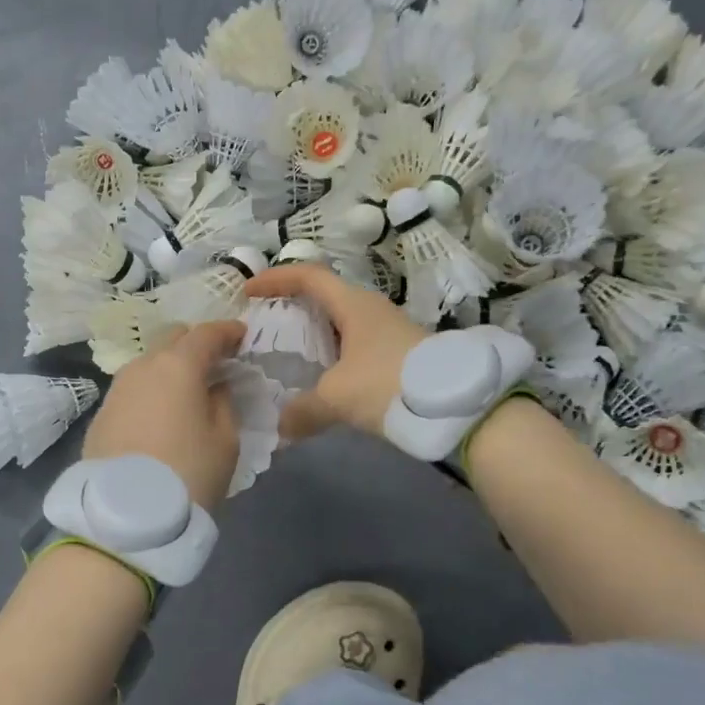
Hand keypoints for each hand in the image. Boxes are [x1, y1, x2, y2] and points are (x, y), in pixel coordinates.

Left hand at [83, 320, 244, 509]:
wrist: (126, 514)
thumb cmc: (188, 472)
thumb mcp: (225, 439)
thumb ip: (224, 402)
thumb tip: (214, 387)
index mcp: (178, 366)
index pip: (206, 334)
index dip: (228, 331)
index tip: (242, 336)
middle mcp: (142, 367)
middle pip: (172, 339)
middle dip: (195, 344)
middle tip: (215, 364)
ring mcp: (117, 389)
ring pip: (148, 363)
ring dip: (170, 367)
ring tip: (187, 390)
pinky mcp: (102, 414)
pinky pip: (133, 390)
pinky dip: (151, 391)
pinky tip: (161, 413)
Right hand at [245, 264, 429, 440]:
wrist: (456, 405)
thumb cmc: (389, 384)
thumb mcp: (337, 398)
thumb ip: (303, 411)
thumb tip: (280, 428)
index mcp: (353, 305)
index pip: (308, 276)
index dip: (275, 279)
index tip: (248, 292)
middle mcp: (370, 310)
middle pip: (324, 297)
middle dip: (292, 308)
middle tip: (266, 326)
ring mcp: (387, 331)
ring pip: (341, 325)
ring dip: (314, 335)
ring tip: (288, 356)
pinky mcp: (398, 354)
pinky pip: (354, 346)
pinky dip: (332, 356)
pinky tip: (323, 381)